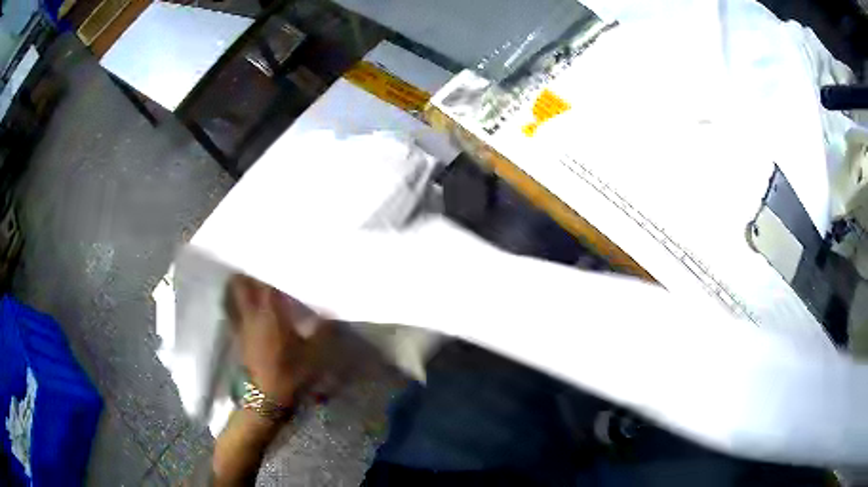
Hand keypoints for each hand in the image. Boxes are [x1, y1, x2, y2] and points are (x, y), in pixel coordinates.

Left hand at [226, 275, 325, 406]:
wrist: (266, 397)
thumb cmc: (290, 372)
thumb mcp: (314, 352)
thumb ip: (322, 329)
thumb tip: (331, 311)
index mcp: (270, 311)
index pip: (265, 279)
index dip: (268, 265)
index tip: (277, 256)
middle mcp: (251, 312)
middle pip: (241, 282)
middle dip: (249, 271)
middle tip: (262, 267)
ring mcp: (241, 323)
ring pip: (234, 295)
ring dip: (241, 285)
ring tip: (252, 280)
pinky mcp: (237, 335)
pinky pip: (233, 309)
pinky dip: (236, 301)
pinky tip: (248, 305)